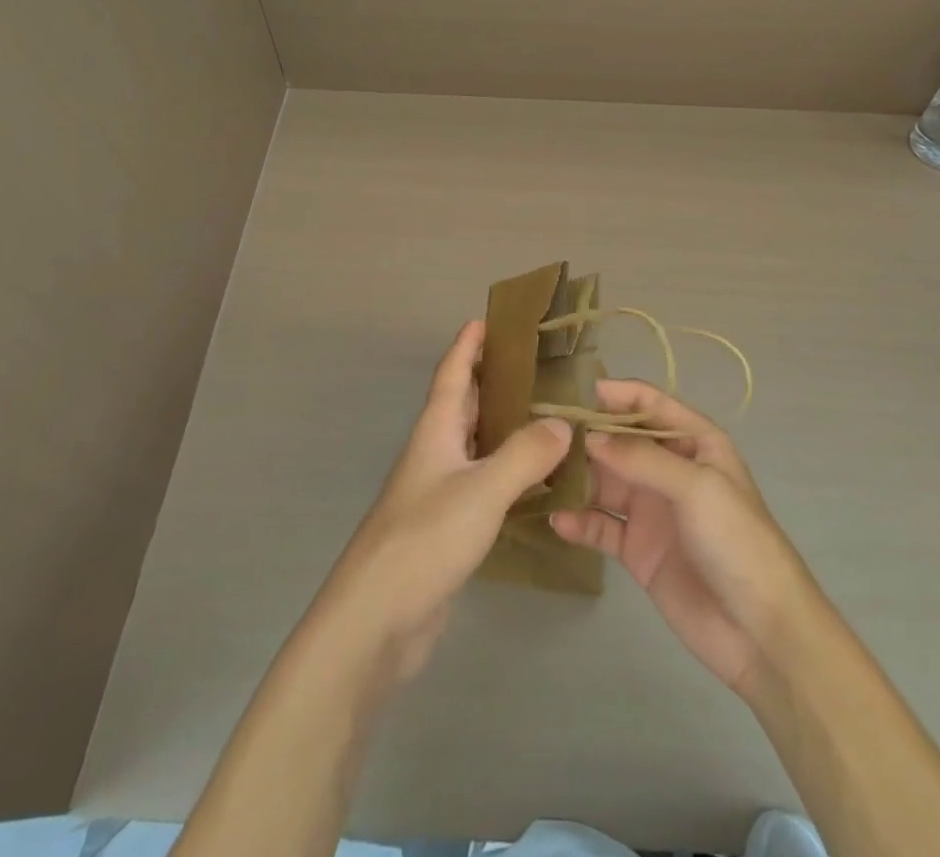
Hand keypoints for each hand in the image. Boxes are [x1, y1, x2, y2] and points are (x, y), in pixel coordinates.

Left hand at [318, 321, 573, 680]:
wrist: (376, 620)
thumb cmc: (424, 539)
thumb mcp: (481, 490)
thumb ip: (525, 455)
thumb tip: (563, 423)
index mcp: (436, 432)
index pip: (452, 374)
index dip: (467, 346)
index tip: (487, 319)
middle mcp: (436, 453)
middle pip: (464, 404)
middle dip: (492, 380)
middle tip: (536, 365)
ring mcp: (439, 492)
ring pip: (476, 444)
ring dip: (504, 426)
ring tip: (547, 414)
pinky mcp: (448, 527)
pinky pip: (483, 483)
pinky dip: (508, 471)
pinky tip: (535, 479)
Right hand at [550, 379, 818, 698]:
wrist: (761, 631)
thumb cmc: (737, 541)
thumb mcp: (695, 487)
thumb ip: (641, 458)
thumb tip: (589, 437)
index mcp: (695, 443)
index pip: (651, 405)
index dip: (617, 394)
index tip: (575, 393)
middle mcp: (670, 470)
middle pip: (620, 443)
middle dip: (587, 438)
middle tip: (543, 437)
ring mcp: (652, 511)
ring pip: (605, 482)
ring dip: (577, 478)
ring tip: (540, 475)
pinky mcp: (638, 550)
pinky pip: (602, 526)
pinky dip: (580, 522)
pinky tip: (557, 521)